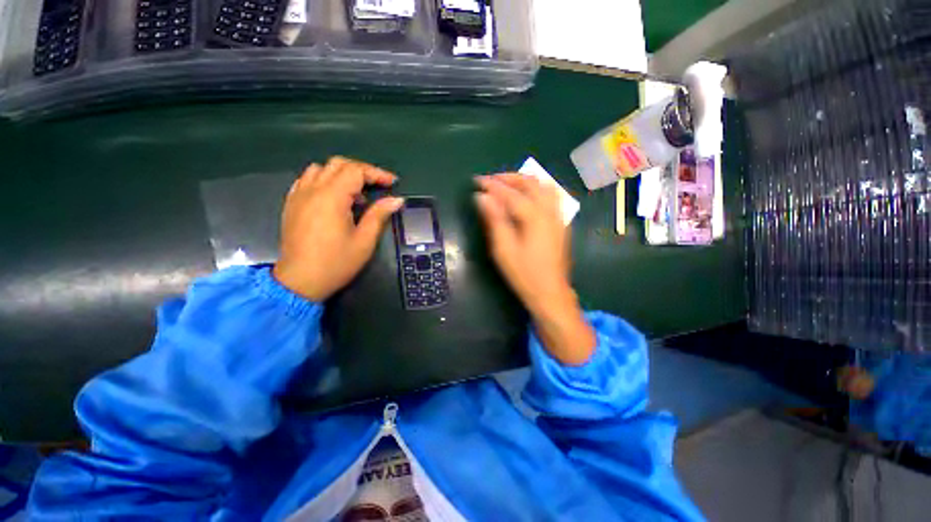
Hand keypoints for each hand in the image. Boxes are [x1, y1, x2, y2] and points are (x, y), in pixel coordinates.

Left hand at [273, 157, 402, 301]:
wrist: (300, 281)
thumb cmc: (336, 263)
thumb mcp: (364, 241)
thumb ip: (379, 215)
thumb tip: (397, 200)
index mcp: (332, 197)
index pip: (356, 171)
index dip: (377, 173)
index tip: (392, 183)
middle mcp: (312, 190)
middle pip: (338, 164)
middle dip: (361, 171)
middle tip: (377, 186)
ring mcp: (298, 195)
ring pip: (320, 169)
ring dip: (342, 174)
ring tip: (355, 194)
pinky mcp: (291, 203)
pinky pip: (307, 180)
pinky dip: (324, 180)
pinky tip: (333, 198)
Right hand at [475, 174, 594, 364]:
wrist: (550, 293)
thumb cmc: (524, 274)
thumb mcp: (504, 249)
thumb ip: (494, 220)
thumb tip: (482, 197)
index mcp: (535, 218)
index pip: (511, 194)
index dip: (493, 185)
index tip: (477, 181)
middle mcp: (550, 212)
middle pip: (531, 183)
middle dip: (510, 178)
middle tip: (491, 181)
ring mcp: (559, 217)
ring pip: (544, 186)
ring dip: (525, 181)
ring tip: (507, 186)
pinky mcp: (561, 224)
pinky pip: (551, 196)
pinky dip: (536, 190)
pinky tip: (525, 198)